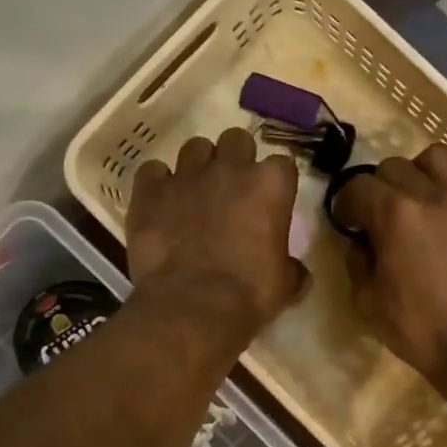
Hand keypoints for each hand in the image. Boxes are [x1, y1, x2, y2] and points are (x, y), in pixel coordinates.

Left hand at [128, 128, 307, 344]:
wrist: (193, 306)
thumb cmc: (250, 294)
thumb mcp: (286, 284)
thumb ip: (292, 266)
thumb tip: (296, 272)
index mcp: (270, 184)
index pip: (281, 163)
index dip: (275, 182)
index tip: (271, 201)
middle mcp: (230, 168)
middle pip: (236, 140)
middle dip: (236, 159)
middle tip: (232, 189)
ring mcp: (187, 175)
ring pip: (194, 147)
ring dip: (198, 165)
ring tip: (195, 192)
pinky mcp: (150, 191)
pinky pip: (152, 171)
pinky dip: (157, 183)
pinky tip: (159, 203)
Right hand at [334, 145, 446, 384]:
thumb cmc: (419, 329)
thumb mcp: (368, 302)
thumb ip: (357, 262)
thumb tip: (361, 242)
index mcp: (395, 214)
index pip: (358, 186)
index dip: (347, 204)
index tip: (349, 222)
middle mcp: (433, 194)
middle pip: (396, 165)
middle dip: (381, 187)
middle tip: (384, 215)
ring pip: (440, 158)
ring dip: (423, 175)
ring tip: (423, 201)